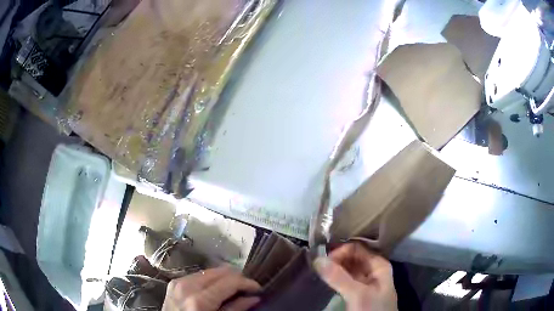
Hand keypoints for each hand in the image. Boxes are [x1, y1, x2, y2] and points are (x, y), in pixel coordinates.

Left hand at [161, 266, 260, 310]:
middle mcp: (188, 286)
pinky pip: (198, 275)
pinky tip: (215, 290)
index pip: (229, 281)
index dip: (247, 283)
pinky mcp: (174, 282)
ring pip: (209, 271)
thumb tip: (254, 298)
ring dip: (224, 278)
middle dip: (236, 278)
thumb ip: (235, 309)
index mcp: (199, 300)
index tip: (258, 288)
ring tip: (232, 289)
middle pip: (219, 271)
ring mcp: (179, 282)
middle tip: (247, 289)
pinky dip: (210, 280)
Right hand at [314, 242, 396, 310]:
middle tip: (317, 266)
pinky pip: (345, 279)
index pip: (357, 248)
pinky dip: (335, 277)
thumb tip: (317, 259)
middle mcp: (373, 270)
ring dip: (334, 268)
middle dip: (335, 259)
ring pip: (348, 268)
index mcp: (378, 265)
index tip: (322, 262)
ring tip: (318, 271)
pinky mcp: (358, 292)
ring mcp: (365, 281)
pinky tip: (325, 279)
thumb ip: (339, 277)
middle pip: (352, 257)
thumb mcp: (357, 294)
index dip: (340, 252)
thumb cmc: (372, 310)